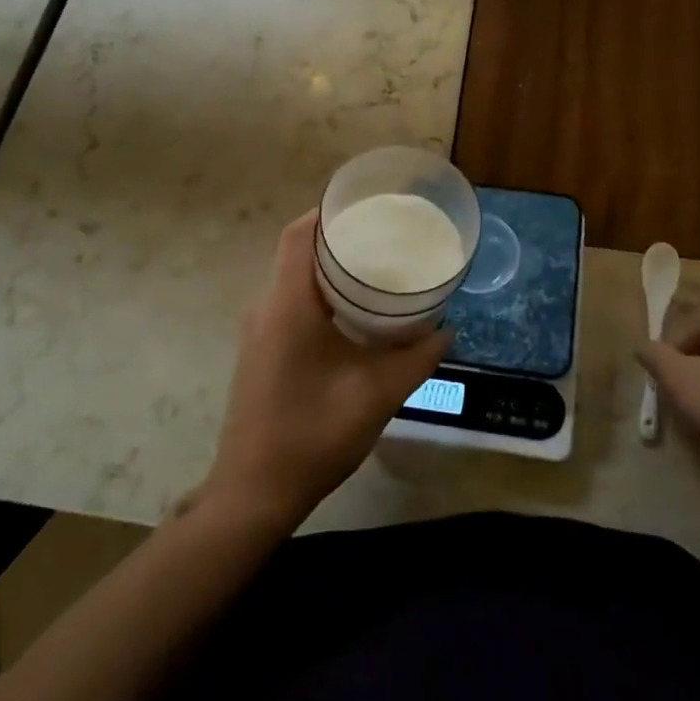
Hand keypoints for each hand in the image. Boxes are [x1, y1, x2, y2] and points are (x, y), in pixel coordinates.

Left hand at [202, 211, 447, 530]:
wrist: (253, 493)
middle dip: (337, 238)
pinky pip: (289, 303)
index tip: (367, 206)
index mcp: (288, 306)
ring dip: (328, 268)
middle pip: (297, 252)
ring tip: (375, 268)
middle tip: (384, 236)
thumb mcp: (376, 396)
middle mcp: (266, 308)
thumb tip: (446, 330)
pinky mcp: (260, 351)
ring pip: (293, 279)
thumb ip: (415, 359)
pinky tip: (353, 313)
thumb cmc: (312, 436)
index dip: (328, 213)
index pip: (298, 236)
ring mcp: (258, 331)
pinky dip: (319, 294)